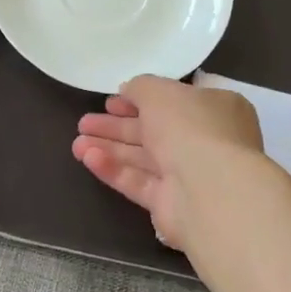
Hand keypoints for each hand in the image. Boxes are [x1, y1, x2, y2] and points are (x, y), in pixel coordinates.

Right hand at [71, 75, 263, 248]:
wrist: (209, 189)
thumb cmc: (191, 128)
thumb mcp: (161, 92)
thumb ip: (141, 87)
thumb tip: (129, 90)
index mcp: (214, 110)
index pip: (173, 102)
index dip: (139, 100)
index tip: (109, 101)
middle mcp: (204, 142)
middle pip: (153, 132)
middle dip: (116, 126)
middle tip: (84, 123)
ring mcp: (188, 175)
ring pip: (142, 158)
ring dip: (109, 148)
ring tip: (76, 143)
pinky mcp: (170, 203)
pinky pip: (138, 182)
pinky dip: (114, 169)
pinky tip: (88, 158)